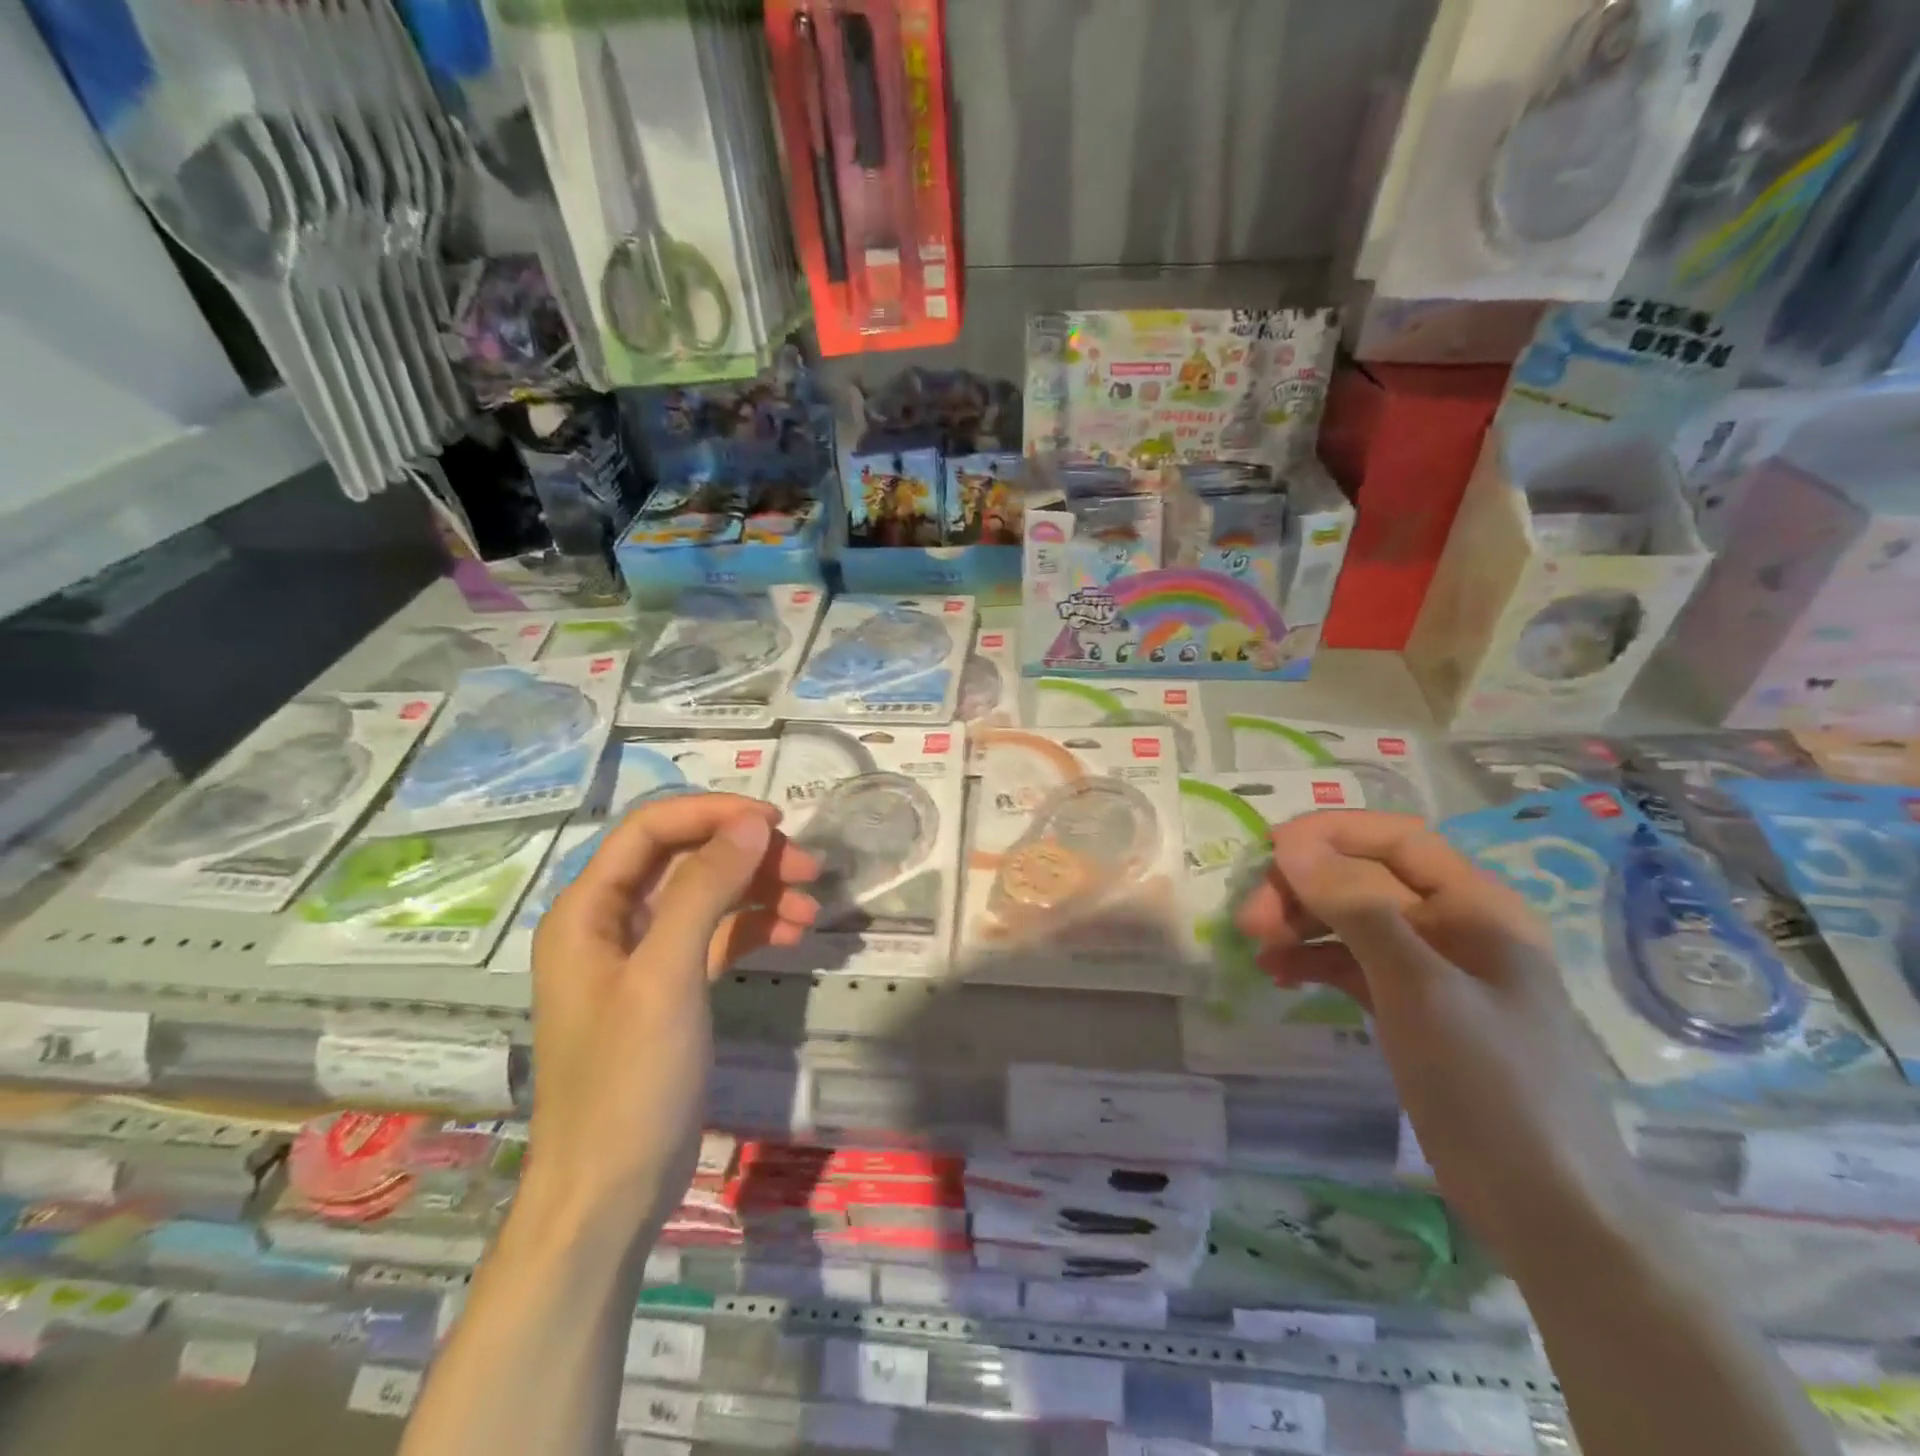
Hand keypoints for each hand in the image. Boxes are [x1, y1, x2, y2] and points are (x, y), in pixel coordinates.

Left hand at [523, 795, 817, 1239]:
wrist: (612, 1193)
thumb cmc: (630, 1079)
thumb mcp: (668, 975)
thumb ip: (705, 889)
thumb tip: (751, 823)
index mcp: (588, 909)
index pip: (650, 830)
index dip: (712, 813)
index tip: (775, 821)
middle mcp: (611, 922)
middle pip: (684, 859)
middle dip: (747, 856)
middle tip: (808, 867)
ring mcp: (643, 957)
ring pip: (707, 896)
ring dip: (759, 892)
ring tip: (811, 907)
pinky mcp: (672, 988)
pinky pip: (716, 936)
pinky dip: (753, 928)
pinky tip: (794, 934)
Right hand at [1235, 810, 1655, 1277]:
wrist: (1547, 1209)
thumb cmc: (1493, 1085)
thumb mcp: (1421, 988)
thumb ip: (1357, 909)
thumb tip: (1292, 846)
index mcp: (1477, 905)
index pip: (1396, 838)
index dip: (1330, 834)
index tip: (1268, 850)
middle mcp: (1454, 925)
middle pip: (1365, 878)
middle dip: (1305, 888)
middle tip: (1250, 919)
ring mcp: (1431, 970)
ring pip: (1352, 920)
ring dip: (1301, 923)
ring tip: (1256, 946)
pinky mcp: (1411, 1009)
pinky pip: (1352, 963)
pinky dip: (1313, 961)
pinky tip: (1278, 975)